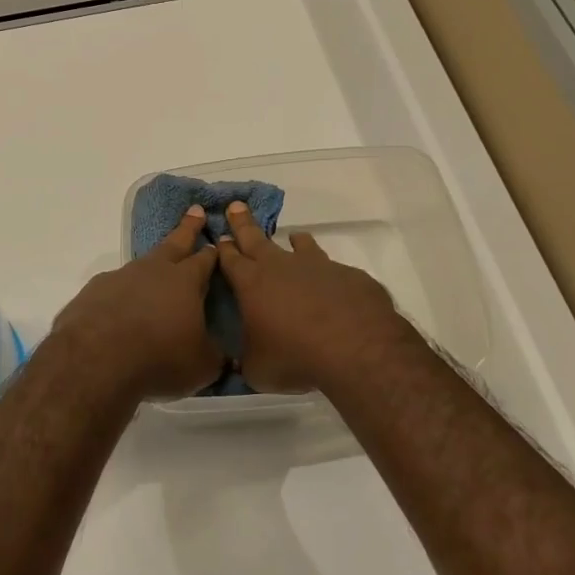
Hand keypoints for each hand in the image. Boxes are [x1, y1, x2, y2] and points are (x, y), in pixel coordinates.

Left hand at [51, 207, 222, 402]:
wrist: (96, 359)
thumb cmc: (160, 357)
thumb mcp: (202, 365)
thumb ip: (215, 355)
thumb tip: (226, 357)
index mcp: (186, 280)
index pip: (205, 259)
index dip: (214, 251)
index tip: (219, 241)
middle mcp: (154, 270)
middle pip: (175, 243)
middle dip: (188, 228)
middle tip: (195, 211)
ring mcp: (120, 277)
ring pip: (142, 265)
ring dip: (151, 266)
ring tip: (155, 272)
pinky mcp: (94, 291)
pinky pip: (114, 287)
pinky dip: (121, 293)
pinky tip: (120, 307)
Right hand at [216, 201, 419, 393]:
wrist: (354, 346)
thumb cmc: (294, 356)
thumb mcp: (257, 369)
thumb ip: (246, 360)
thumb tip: (238, 363)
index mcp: (252, 284)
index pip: (231, 259)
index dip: (223, 248)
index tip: (219, 236)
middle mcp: (281, 267)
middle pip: (256, 239)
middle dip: (243, 223)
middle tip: (236, 205)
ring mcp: (317, 267)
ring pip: (301, 246)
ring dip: (295, 241)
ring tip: (295, 237)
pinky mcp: (347, 275)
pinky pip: (333, 269)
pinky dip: (328, 273)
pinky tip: (334, 285)